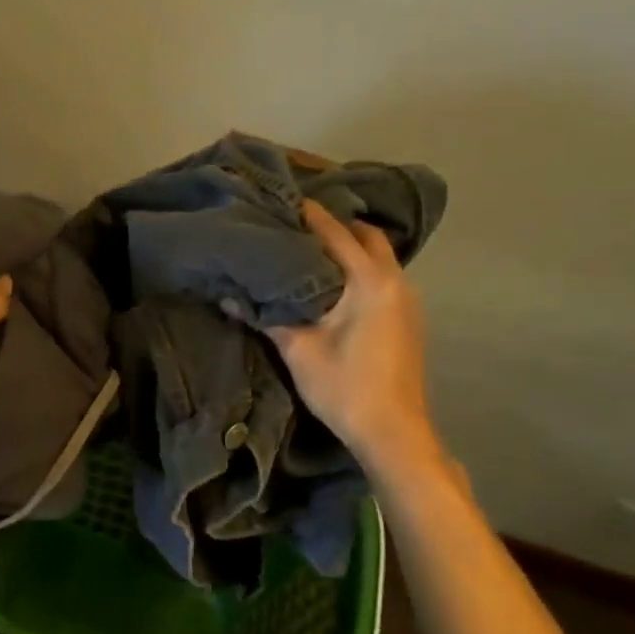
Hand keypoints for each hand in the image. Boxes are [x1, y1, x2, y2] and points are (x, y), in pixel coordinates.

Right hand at [267, 200, 445, 484]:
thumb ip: (265, 315)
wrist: (393, 433)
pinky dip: (360, 267)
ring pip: (378, 256)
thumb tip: (227, 294)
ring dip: (350, 247)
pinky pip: (383, 275)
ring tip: (310, 249)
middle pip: (367, 236)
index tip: (283, 200)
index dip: (309, 215)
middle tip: (298, 224)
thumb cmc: (345, 386)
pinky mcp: (407, 318)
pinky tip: (333, 282)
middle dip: (336, 225)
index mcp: (370, 281)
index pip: (336, 233)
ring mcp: (407, 300)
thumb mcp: (298, 349)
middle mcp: (395, 281)